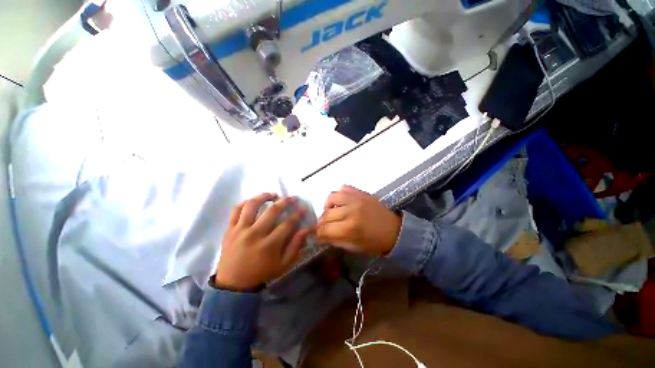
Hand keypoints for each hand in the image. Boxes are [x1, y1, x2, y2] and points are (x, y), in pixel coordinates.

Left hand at [214, 193, 309, 290]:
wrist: (233, 284)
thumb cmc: (261, 273)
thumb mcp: (283, 264)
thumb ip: (296, 246)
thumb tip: (307, 229)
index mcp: (269, 245)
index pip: (287, 224)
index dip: (297, 214)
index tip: (302, 208)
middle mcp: (254, 234)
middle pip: (272, 211)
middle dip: (285, 202)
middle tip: (292, 198)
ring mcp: (240, 230)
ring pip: (252, 206)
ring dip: (264, 196)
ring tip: (273, 194)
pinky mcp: (229, 229)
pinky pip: (235, 210)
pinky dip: (244, 202)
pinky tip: (253, 201)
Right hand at [316, 185, 400, 254]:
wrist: (394, 230)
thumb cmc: (374, 243)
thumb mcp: (354, 247)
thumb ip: (335, 240)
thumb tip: (321, 236)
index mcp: (349, 229)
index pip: (324, 230)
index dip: (318, 234)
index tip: (318, 236)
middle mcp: (350, 211)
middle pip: (326, 215)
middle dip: (321, 223)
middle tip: (324, 227)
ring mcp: (356, 199)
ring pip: (331, 197)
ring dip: (327, 206)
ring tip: (331, 212)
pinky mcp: (360, 192)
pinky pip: (343, 188)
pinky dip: (339, 195)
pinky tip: (341, 203)